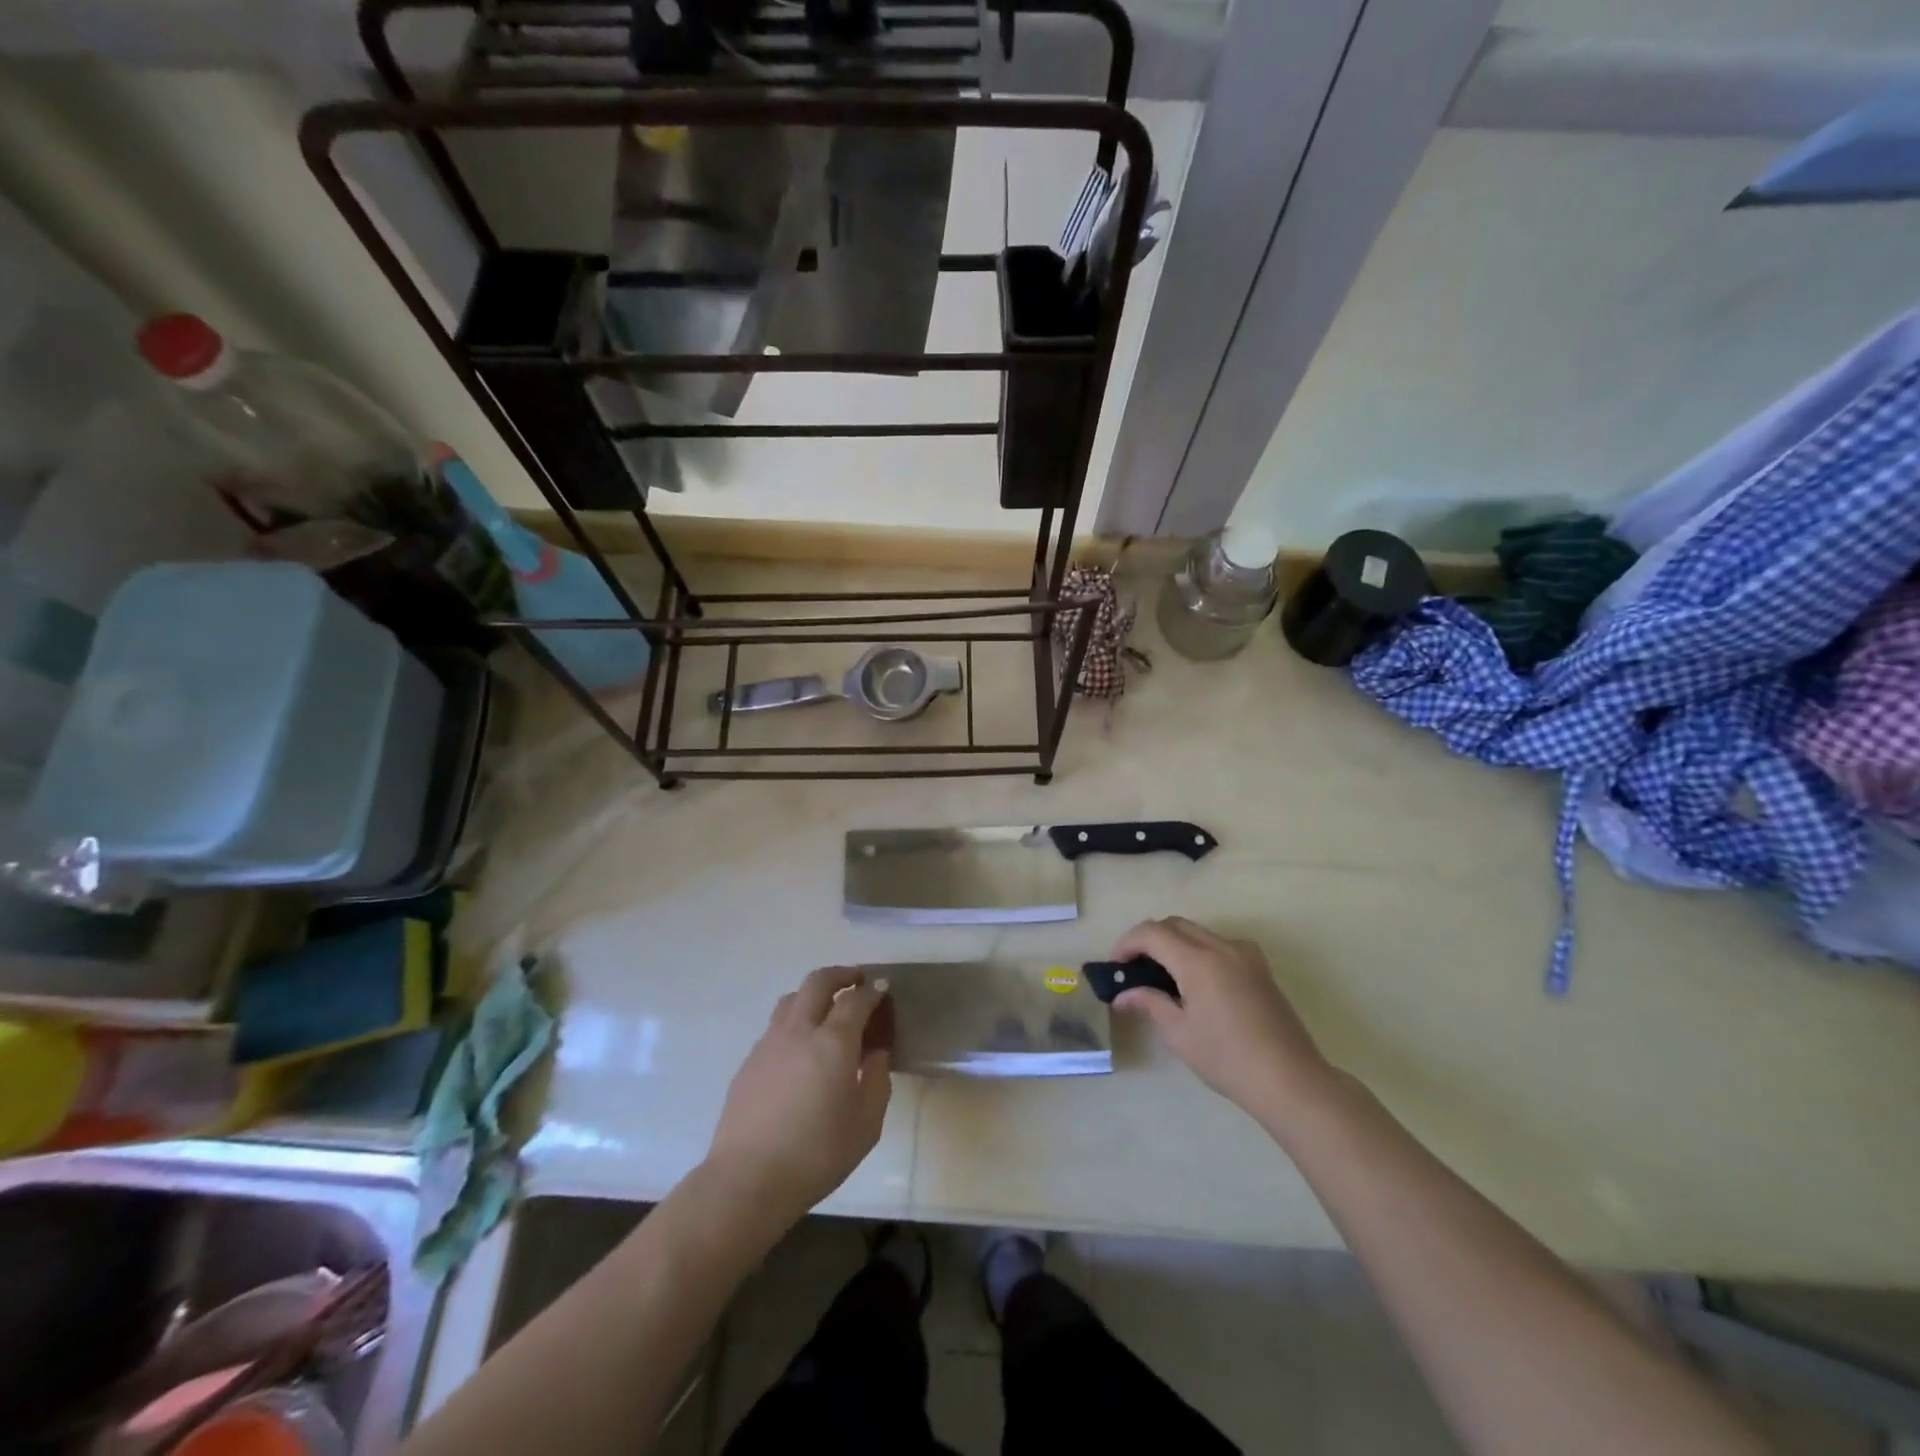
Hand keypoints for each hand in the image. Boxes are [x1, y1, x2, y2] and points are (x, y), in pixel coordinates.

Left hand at [704, 968, 892, 1227]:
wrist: (747, 1180)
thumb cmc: (817, 1154)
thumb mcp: (866, 1124)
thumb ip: (877, 1080)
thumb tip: (875, 1053)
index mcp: (833, 1042)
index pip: (856, 1000)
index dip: (873, 992)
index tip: (883, 991)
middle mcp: (799, 1031)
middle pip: (818, 982)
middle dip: (841, 974)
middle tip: (857, 980)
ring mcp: (769, 1043)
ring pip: (792, 999)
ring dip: (813, 994)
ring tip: (827, 1009)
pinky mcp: (749, 1062)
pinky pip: (776, 1026)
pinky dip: (794, 1022)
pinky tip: (800, 1049)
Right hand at [1111, 917, 1338, 1125]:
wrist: (1290, 1080)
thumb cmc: (1227, 1059)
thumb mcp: (1179, 1033)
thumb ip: (1150, 1003)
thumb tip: (1123, 994)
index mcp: (1198, 961)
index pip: (1152, 933)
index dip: (1127, 943)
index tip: (1115, 965)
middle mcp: (1222, 947)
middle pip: (1175, 924)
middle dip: (1149, 939)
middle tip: (1134, 967)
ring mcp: (1246, 955)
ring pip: (1199, 932)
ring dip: (1175, 942)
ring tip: (1162, 974)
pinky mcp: (1261, 968)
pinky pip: (1221, 944)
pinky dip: (1200, 950)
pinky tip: (1198, 981)